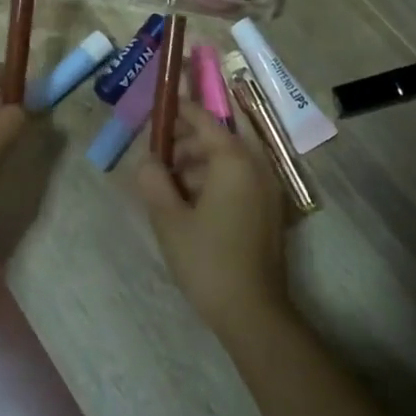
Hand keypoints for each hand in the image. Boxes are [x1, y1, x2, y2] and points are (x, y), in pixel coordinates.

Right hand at [136, 99, 290, 345]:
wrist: (252, 312)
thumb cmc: (207, 260)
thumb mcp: (169, 219)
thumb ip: (154, 181)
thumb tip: (147, 160)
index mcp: (234, 161)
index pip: (205, 120)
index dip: (181, 109)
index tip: (160, 103)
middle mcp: (256, 167)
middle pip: (217, 139)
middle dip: (186, 141)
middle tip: (155, 154)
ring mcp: (266, 190)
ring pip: (227, 162)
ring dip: (197, 164)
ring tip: (166, 184)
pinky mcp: (268, 212)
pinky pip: (237, 181)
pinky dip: (212, 181)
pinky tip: (188, 203)